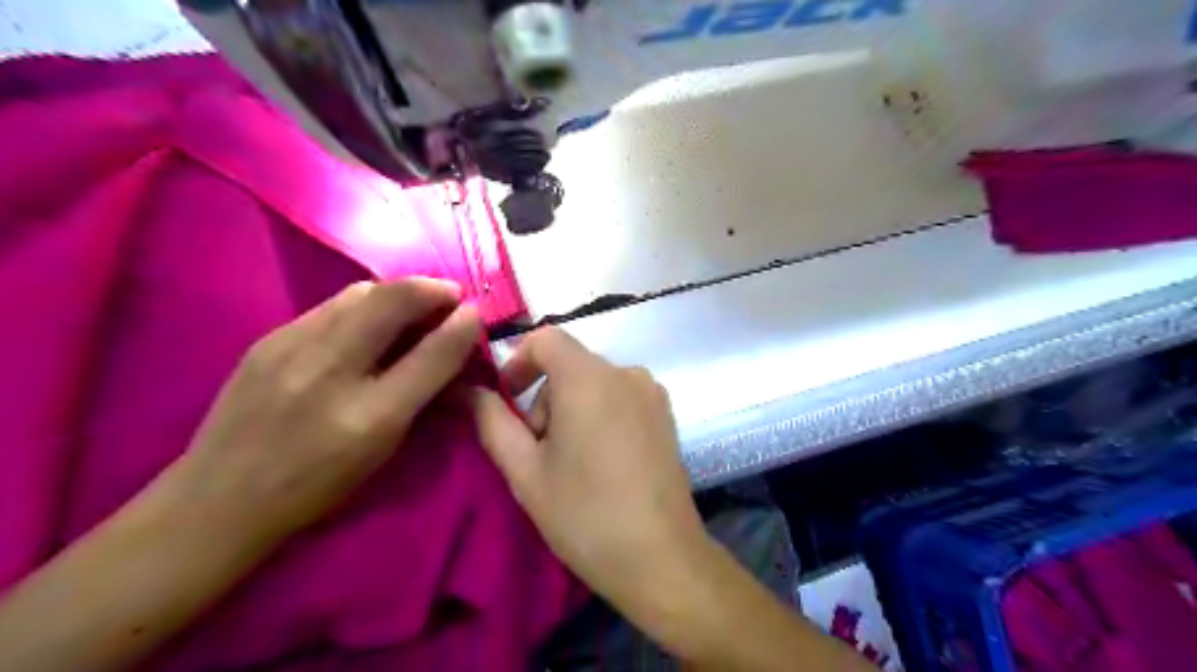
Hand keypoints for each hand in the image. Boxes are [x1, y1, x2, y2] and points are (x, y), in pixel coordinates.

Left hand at [164, 279, 480, 540]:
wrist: (220, 499)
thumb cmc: (318, 485)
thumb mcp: (384, 450)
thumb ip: (423, 395)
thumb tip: (452, 349)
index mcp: (370, 416)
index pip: (432, 353)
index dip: (462, 325)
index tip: (476, 313)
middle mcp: (331, 371)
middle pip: (393, 300)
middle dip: (431, 289)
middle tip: (450, 297)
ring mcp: (291, 348)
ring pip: (360, 293)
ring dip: (397, 292)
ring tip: (412, 307)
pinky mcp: (268, 339)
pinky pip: (331, 305)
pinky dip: (364, 304)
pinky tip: (367, 323)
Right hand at [471, 328, 707, 615]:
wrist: (661, 557)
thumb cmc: (584, 514)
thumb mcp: (525, 471)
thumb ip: (492, 422)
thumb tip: (471, 390)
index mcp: (589, 377)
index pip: (546, 338)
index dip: (518, 362)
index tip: (506, 400)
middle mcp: (626, 372)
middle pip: (570, 364)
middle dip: (544, 397)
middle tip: (539, 451)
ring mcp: (652, 392)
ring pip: (594, 382)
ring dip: (572, 408)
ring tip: (571, 461)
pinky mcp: (667, 413)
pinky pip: (620, 396)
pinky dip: (600, 413)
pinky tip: (602, 460)